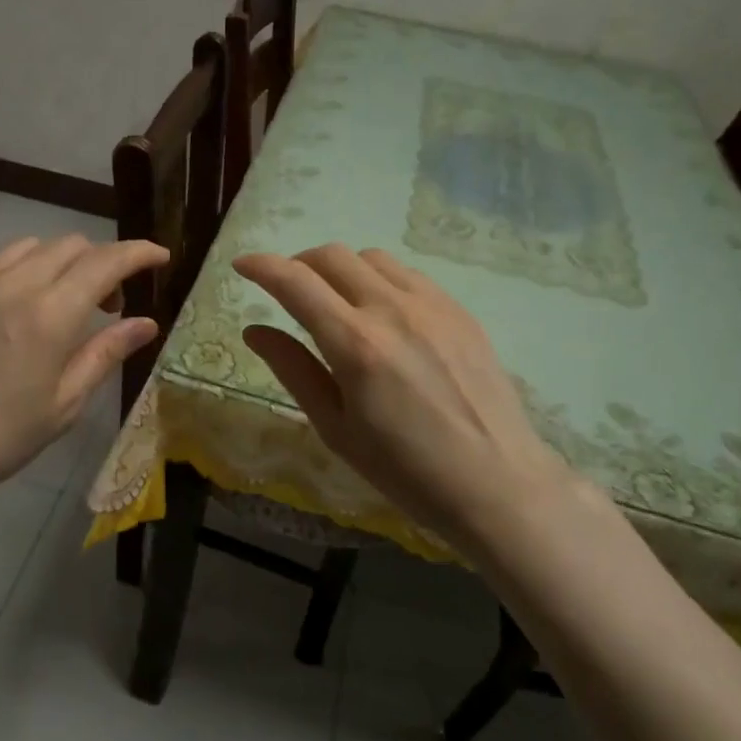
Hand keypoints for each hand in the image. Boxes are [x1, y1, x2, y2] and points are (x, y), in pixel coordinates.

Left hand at [0, 235, 168, 518]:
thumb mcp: (63, 404)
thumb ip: (106, 354)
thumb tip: (147, 323)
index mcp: (49, 314)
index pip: (106, 261)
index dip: (139, 252)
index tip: (159, 257)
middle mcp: (13, 284)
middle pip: (70, 246)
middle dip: (101, 263)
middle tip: (107, 305)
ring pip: (30, 248)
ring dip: (60, 264)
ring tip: (59, 304)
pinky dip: (20, 274)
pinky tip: (11, 315)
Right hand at [233, 245, 581, 551]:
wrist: (498, 484)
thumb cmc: (406, 470)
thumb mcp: (336, 428)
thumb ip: (293, 369)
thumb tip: (255, 330)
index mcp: (355, 344)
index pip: (295, 282)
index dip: (261, 267)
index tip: (242, 265)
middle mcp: (391, 309)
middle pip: (332, 256)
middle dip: (298, 263)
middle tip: (288, 289)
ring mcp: (431, 305)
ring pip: (371, 257)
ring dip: (341, 268)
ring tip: (336, 300)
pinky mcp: (459, 311)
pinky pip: (408, 274)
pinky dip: (380, 279)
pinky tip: (382, 312)